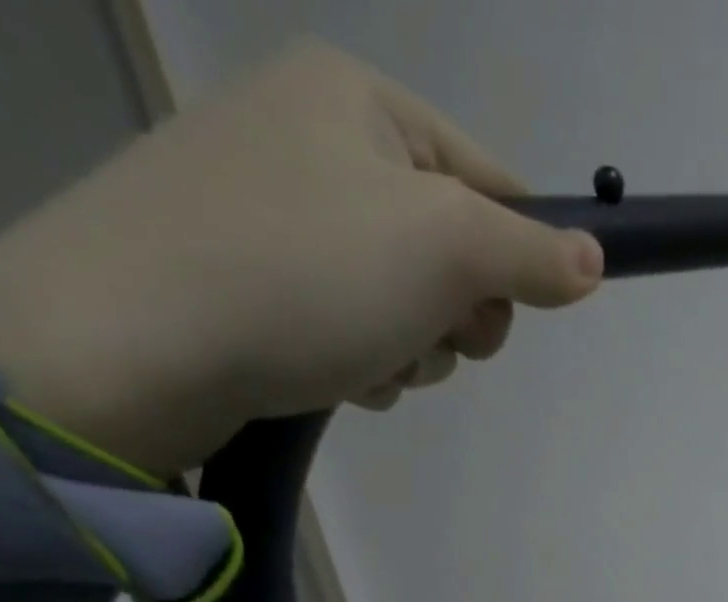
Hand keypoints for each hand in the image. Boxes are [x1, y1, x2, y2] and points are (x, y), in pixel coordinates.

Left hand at [0, 40, 603, 476]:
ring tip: (371, 362)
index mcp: (362, 102)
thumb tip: (596, 260)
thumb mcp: (445, 249)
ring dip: (413, 349)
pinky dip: (367, 360)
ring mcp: (281, 213)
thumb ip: (533, 254)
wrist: (132, 341)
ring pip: (408, 301)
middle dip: (455, 316)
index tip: (509, 311)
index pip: (494, 181)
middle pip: (453, 251)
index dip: (519, 256)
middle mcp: (318, 141)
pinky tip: (341, 374)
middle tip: (429, 336)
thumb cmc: (304, 272)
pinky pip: (356, 325)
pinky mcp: (256, 280)